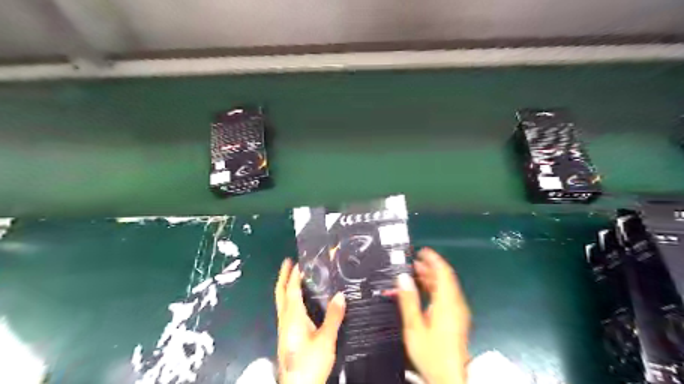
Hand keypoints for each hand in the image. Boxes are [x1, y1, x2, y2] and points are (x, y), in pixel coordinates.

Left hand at [275, 257, 344, 383]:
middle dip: (283, 277)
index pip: (292, 290)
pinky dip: (290, 298)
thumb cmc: (310, 362)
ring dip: (286, 286)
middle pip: (280, 293)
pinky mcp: (287, 335)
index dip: (294, 275)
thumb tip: (340, 295)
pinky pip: (286, 309)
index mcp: (293, 316)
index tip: (298, 261)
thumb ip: (333, 316)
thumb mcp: (326, 339)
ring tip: (294, 276)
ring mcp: (284, 328)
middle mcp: (285, 319)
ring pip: (282, 301)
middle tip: (287, 262)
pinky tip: (299, 300)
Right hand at [395, 248, 470, 382]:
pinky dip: (434, 288)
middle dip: (429, 268)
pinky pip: (446, 296)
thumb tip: (403, 277)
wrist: (449, 378)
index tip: (421, 251)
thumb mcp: (414, 326)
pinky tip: (421, 291)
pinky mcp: (456, 319)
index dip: (433, 259)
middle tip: (412, 262)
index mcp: (447, 303)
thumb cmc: (432, 353)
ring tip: (414, 273)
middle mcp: (456, 304)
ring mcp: (458, 312)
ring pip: (445, 287)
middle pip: (444, 278)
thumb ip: (408, 300)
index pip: (443, 272)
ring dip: (431, 278)